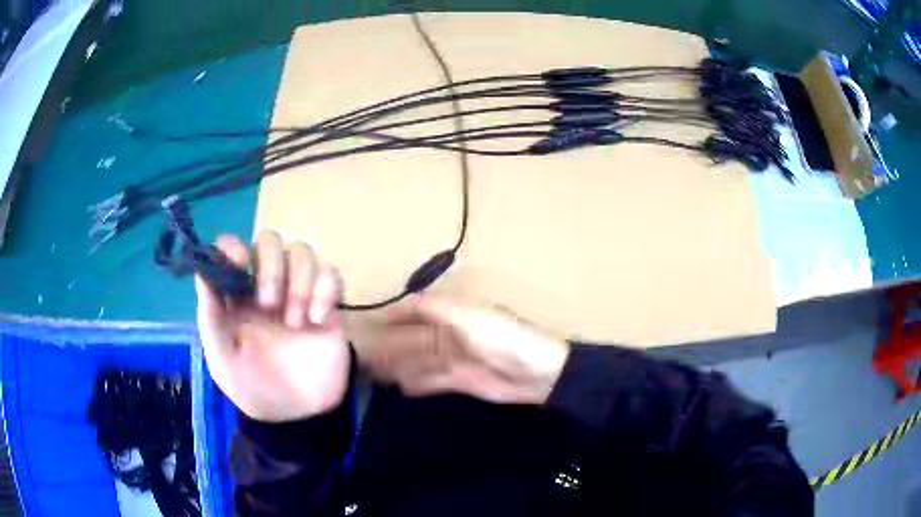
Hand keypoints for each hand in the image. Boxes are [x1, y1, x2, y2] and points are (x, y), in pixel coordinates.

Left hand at [195, 231, 349, 421]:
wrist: (296, 418)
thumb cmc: (253, 387)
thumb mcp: (222, 359)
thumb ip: (211, 317)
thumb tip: (202, 271)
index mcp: (236, 296)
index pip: (232, 250)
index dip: (232, 246)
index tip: (238, 260)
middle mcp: (266, 286)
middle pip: (270, 241)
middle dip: (270, 266)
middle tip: (269, 304)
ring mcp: (298, 294)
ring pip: (302, 252)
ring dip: (300, 281)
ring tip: (297, 321)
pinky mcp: (328, 306)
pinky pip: (333, 275)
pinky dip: (327, 289)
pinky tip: (319, 320)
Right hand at [357, 296, 569, 404]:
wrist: (537, 373)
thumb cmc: (504, 339)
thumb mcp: (470, 319)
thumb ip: (438, 309)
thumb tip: (409, 296)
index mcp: (454, 315)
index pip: (418, 312)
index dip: (395, 316)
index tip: (370, 323)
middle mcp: (451, 335)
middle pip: (415, 339)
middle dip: (392, 345)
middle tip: (364, 356)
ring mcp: (455, 359)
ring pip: (420, 360)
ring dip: (399, 365)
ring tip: (374, 373)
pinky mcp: (461, 381)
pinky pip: (433, 380)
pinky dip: (417, 383)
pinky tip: (400, 387)